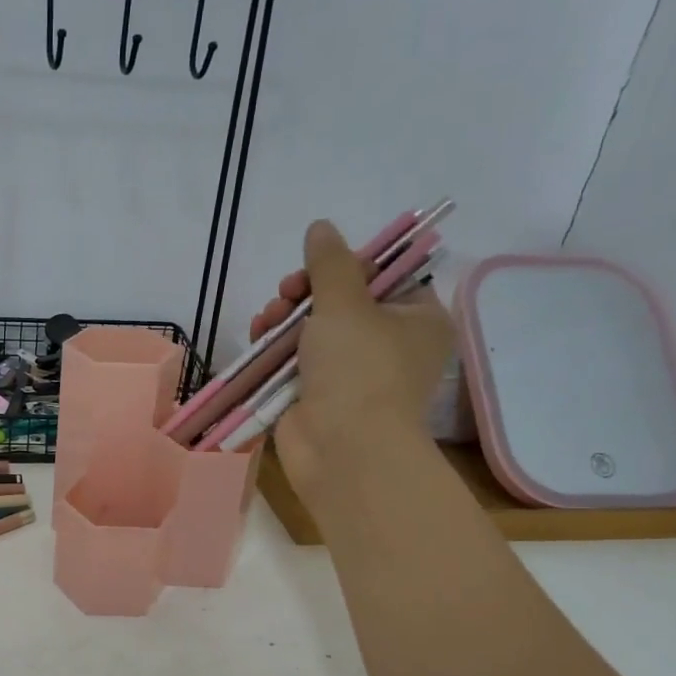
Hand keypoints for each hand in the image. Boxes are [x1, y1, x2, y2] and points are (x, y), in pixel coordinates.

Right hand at [249, 218, 454, 499]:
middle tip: (287, 292)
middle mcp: (389, 344)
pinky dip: (276, 345)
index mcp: (417, 319)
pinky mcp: (318, 393)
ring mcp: (352, 372)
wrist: (342, 449)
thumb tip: (321, 226)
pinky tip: (258, 335)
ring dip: (285, 316)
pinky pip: (295, 357)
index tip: (318, 265)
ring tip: (268, 317)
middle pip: (343, 300)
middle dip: (306, 291)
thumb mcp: (346, 304)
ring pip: (313, 328)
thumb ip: (330, 263)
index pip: (384, 276)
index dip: (348, 265)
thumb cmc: (359, 369)